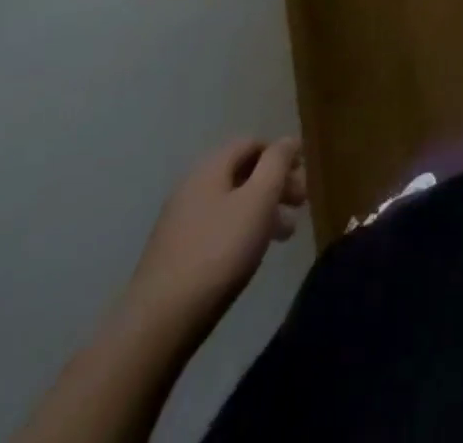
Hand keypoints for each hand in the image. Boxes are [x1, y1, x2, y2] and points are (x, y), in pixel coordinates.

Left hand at [114, 137, 305, 345]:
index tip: (304, 174)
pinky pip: (218, 226)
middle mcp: (193, 185)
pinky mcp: (176, 252)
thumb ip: (277, 163)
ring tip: (286, 234)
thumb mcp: (258, 200)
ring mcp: (181, 220)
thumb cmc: (218, 252)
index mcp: (211, 167)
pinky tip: (253, 253)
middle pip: (243, 171)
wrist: (158, 323)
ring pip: (232, 201)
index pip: (252, 143)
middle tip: (301, 204)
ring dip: (263, 209)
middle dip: (276, 183)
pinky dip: (243, 229)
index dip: (281, 153)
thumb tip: (289, 139)